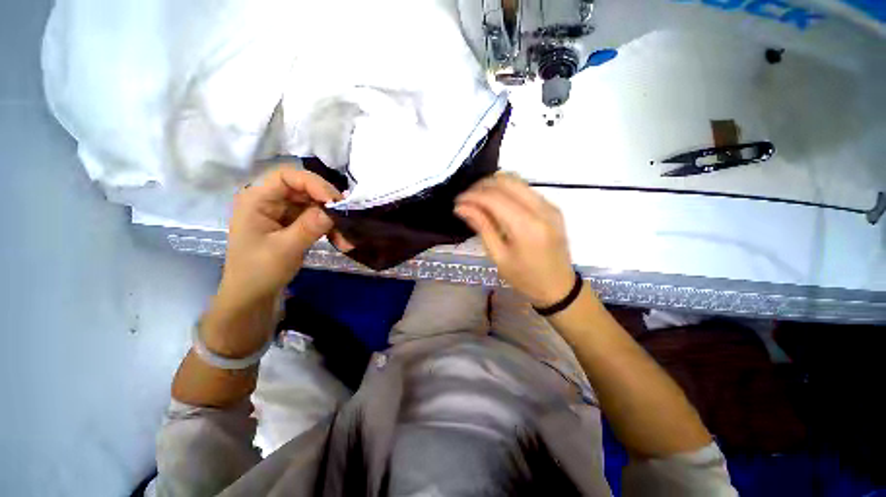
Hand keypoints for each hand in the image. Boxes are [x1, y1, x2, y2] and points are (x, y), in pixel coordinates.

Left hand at [218, 166, 343, 308]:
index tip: (335, 202)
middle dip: (328, 204)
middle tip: (348, 218)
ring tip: (347, 238)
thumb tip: (334, 210)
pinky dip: (331, 228)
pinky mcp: (294, 224)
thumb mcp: (284, 249)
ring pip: (315, 204)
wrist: (253, 296)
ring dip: (333, 220)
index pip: (287, 176)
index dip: (313, 184)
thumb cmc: (258, 272)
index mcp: (257, 199)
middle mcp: (271, 200)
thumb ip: (309, 227)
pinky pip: (317, 218)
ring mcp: (284, 212)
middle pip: (305, 189)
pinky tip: (341, 241)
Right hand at [455, 173, 574, 307]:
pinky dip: (506, 190)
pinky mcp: (552, 206)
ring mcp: (550, 205)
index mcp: (527, 227)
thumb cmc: (525, 277)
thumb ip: (481, 226)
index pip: (495, 198)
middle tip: (466, 199)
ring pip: (516, 180)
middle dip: (481, 185)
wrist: (558, 286)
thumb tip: (461, 207)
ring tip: (478, 199)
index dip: (472, 196)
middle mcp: (541, 209)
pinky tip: (496, 202)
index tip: (457, 202)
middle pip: (506, 181)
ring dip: (494, 185)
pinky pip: (525, 188)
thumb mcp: (498, 256)